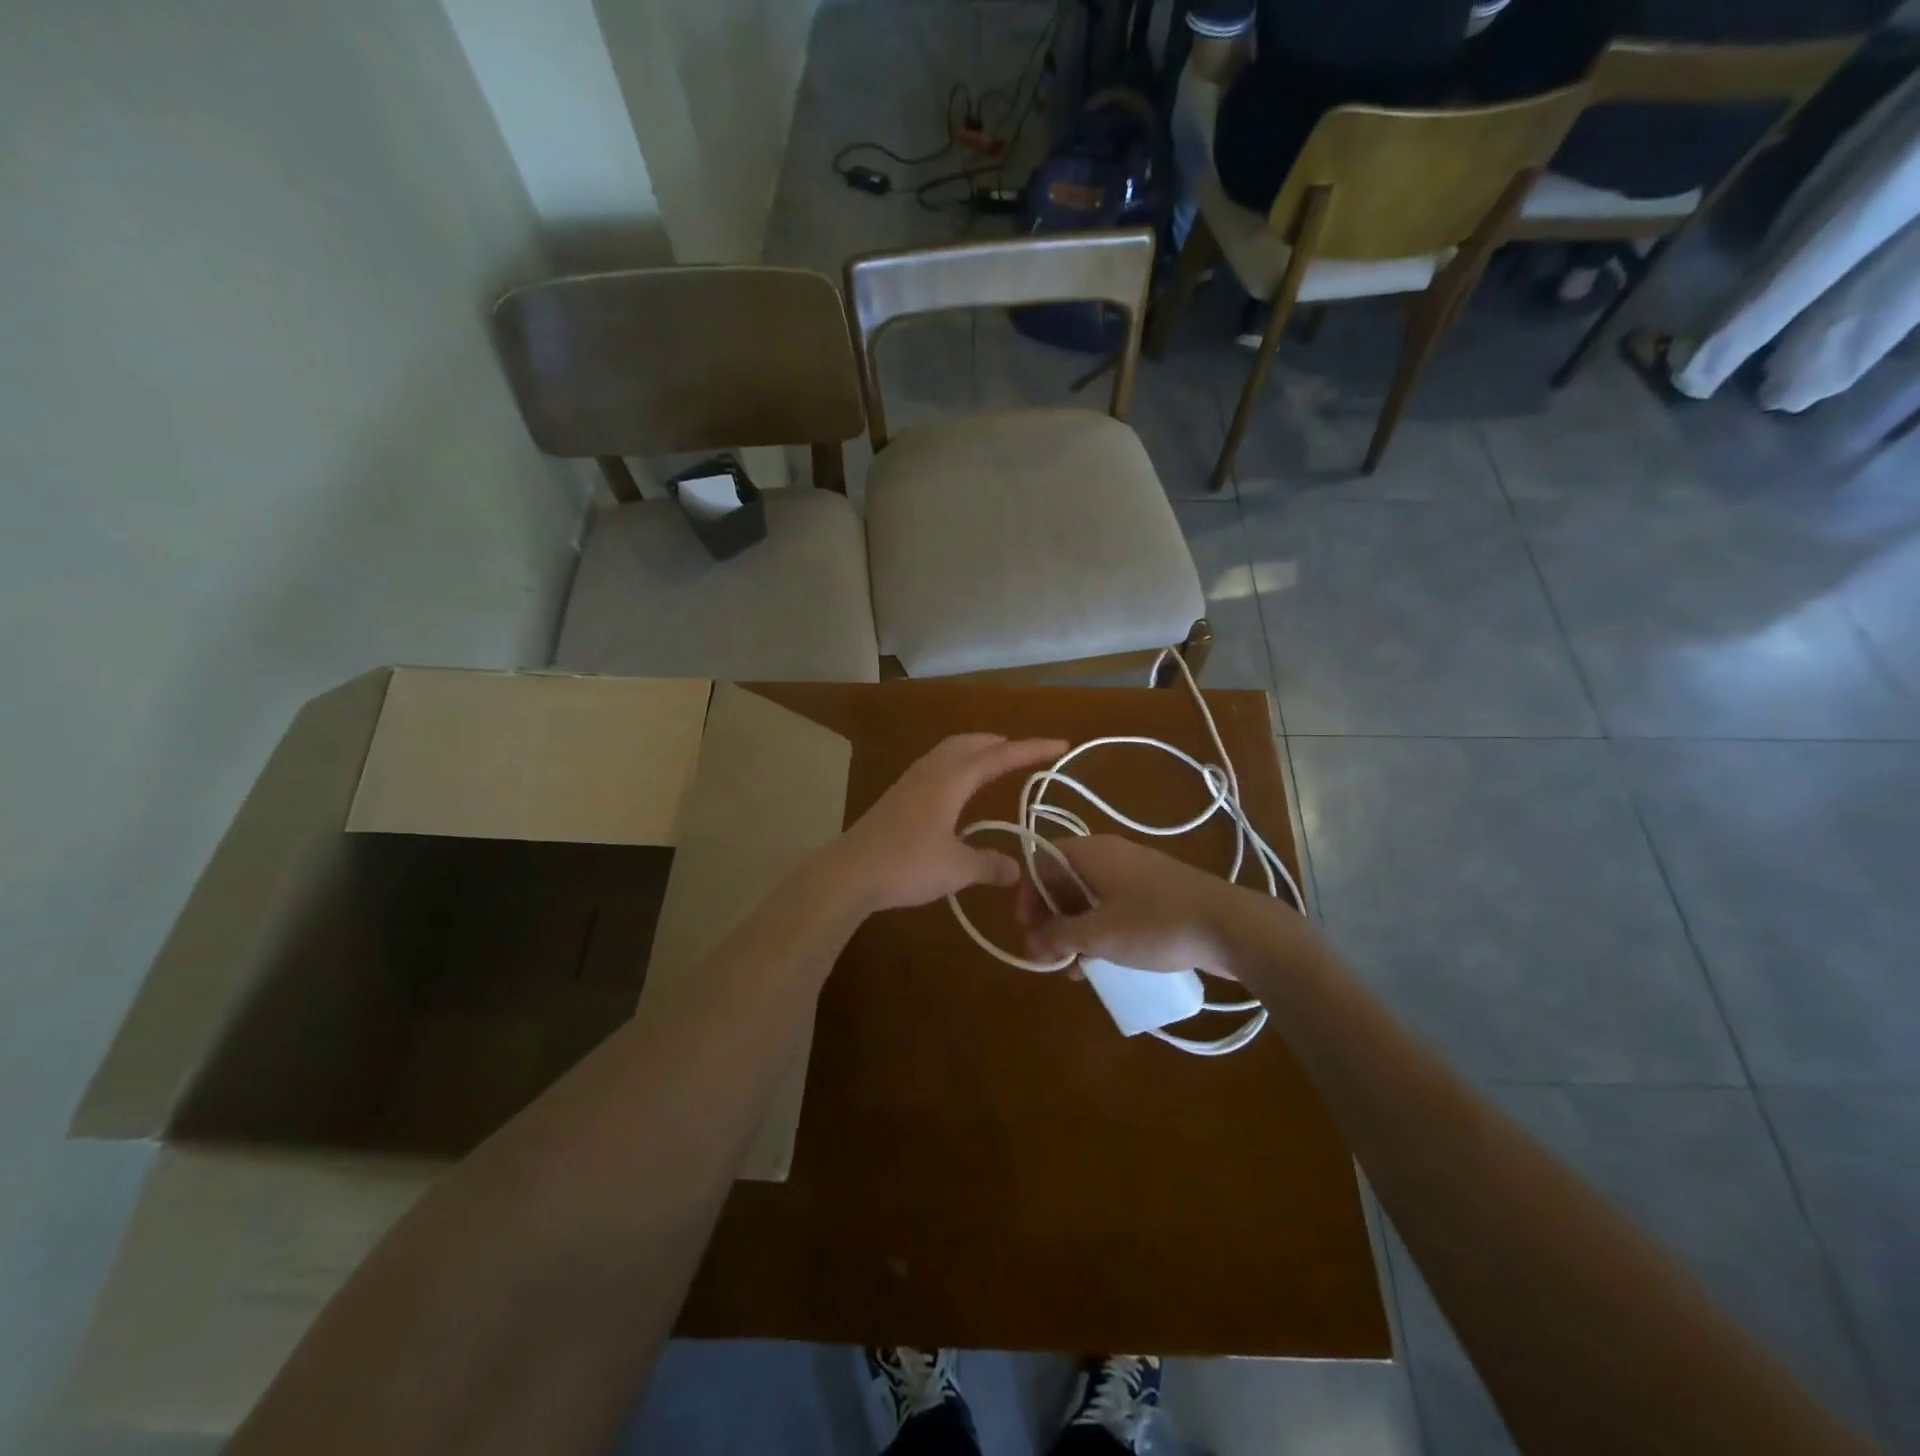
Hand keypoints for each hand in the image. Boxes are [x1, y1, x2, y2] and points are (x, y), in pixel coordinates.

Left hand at [831, 734, 1067, 913]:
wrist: (848, 872)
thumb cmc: (906, 864)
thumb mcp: (956, 868)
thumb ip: (989, 865)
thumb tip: (1016, 870)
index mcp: (951, 780)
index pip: (1000, 756)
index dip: (1032, 749)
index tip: (1060, 744)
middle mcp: (932, 771)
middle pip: (971, 743)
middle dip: (1001, 744)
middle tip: (1026, 754)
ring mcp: (911, 781)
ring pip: (950, 751)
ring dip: (976, 751)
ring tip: (995, 763)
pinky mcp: (898, 796)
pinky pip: (936, 766)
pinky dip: (957, 765)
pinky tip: (958, 790)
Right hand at [1013, 835, 1267, 974]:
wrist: (1230, 925)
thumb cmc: (1155, 923)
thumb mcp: (1099, 934)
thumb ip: (1059, 936)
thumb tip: (1031, 941)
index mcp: (1091, 853)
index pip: (1043, 861)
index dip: (1029, 894)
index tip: (1028, 930)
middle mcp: (1110, 855)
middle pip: (1064, 880)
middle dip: (1051, 919)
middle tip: (1048, 956)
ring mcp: (1136, 873)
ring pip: (1090, 897)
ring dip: (1075, 930)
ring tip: (1074, 968)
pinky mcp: (1156, 893)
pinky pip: (1115, 906)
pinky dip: (1101, 929)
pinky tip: (1103, 962)